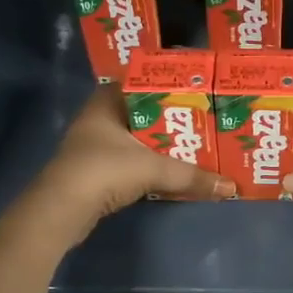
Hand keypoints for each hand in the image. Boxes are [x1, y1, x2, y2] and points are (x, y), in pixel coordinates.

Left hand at [19, 86, 233, 246]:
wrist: (62, 210)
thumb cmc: (104, 171)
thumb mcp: (153, 169)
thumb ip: (191, 176)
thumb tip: (230, 187)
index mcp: (107, 103)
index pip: (140, 82)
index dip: (166, 84)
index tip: (194, 89)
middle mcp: (98, 119)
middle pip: (141, 112)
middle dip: (169, 118)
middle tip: (202, 120)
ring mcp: (93, 147)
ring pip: (135, 139)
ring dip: (159, 145)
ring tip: (194, 145)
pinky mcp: (94, 173)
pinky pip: (130, 162)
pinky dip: (149, 165)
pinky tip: (170, 171)